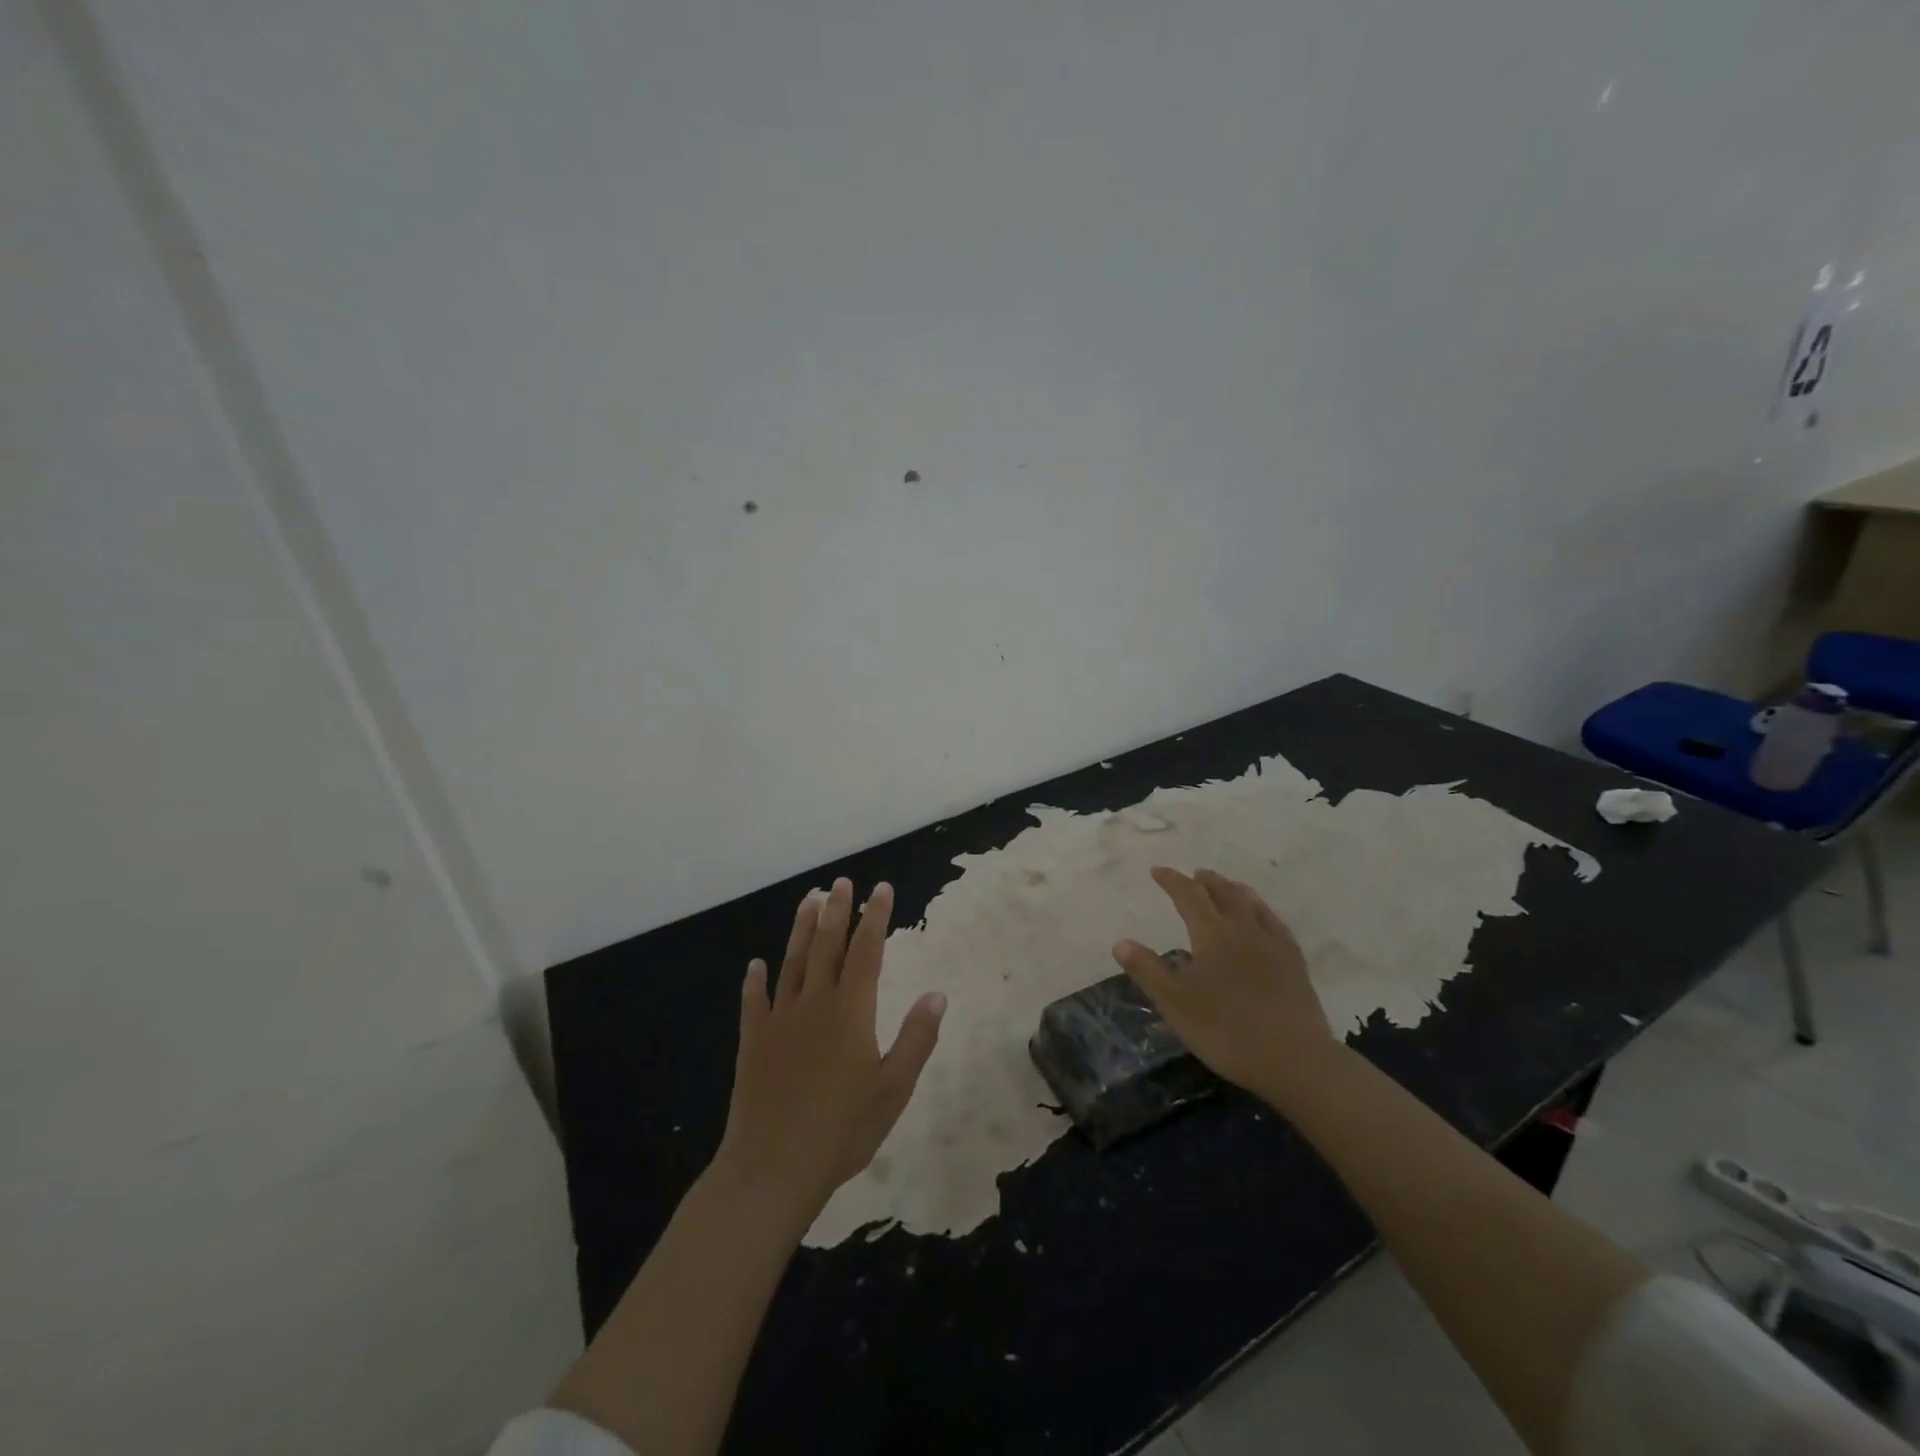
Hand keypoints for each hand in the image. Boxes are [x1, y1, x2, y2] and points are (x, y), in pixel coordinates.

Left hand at [716, 878, 944, 1218]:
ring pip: (792, 963)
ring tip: (808, 900)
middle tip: (841, 882)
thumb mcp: (894, 1088)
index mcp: (851, 1011)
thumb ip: (915, 1038)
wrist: (773, 1167)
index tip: (880, 888)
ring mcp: (780, 1020)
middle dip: (837, 911)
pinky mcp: (753, 1042)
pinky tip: (755, 965)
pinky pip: (754, 1002)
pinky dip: (755, 981)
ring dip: (801, 930)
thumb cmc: (843, 1130)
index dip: (875, 917)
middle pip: (827, 946)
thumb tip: (937, 994)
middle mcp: (814, 1003)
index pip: (867, 951)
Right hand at [1113, 867, 1339, 1100]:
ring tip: (1227, 887)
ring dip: (1235, 890)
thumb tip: (1121, 943)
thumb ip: (1147, 970)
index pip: (1189, 895)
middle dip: (1206, 881)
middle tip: (1195, 874)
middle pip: (1224, 893)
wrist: (1295, 1059)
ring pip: (1252, 904)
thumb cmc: (1226, 1030)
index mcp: (1212, 934)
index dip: (1172, 881)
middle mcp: (1244, 929)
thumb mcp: (1175, 1003)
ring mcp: (1274, 945)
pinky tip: (1264, 919)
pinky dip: (1263, 911)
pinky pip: (1276, 924)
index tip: (1157, 872)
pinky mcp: (1295, 963)